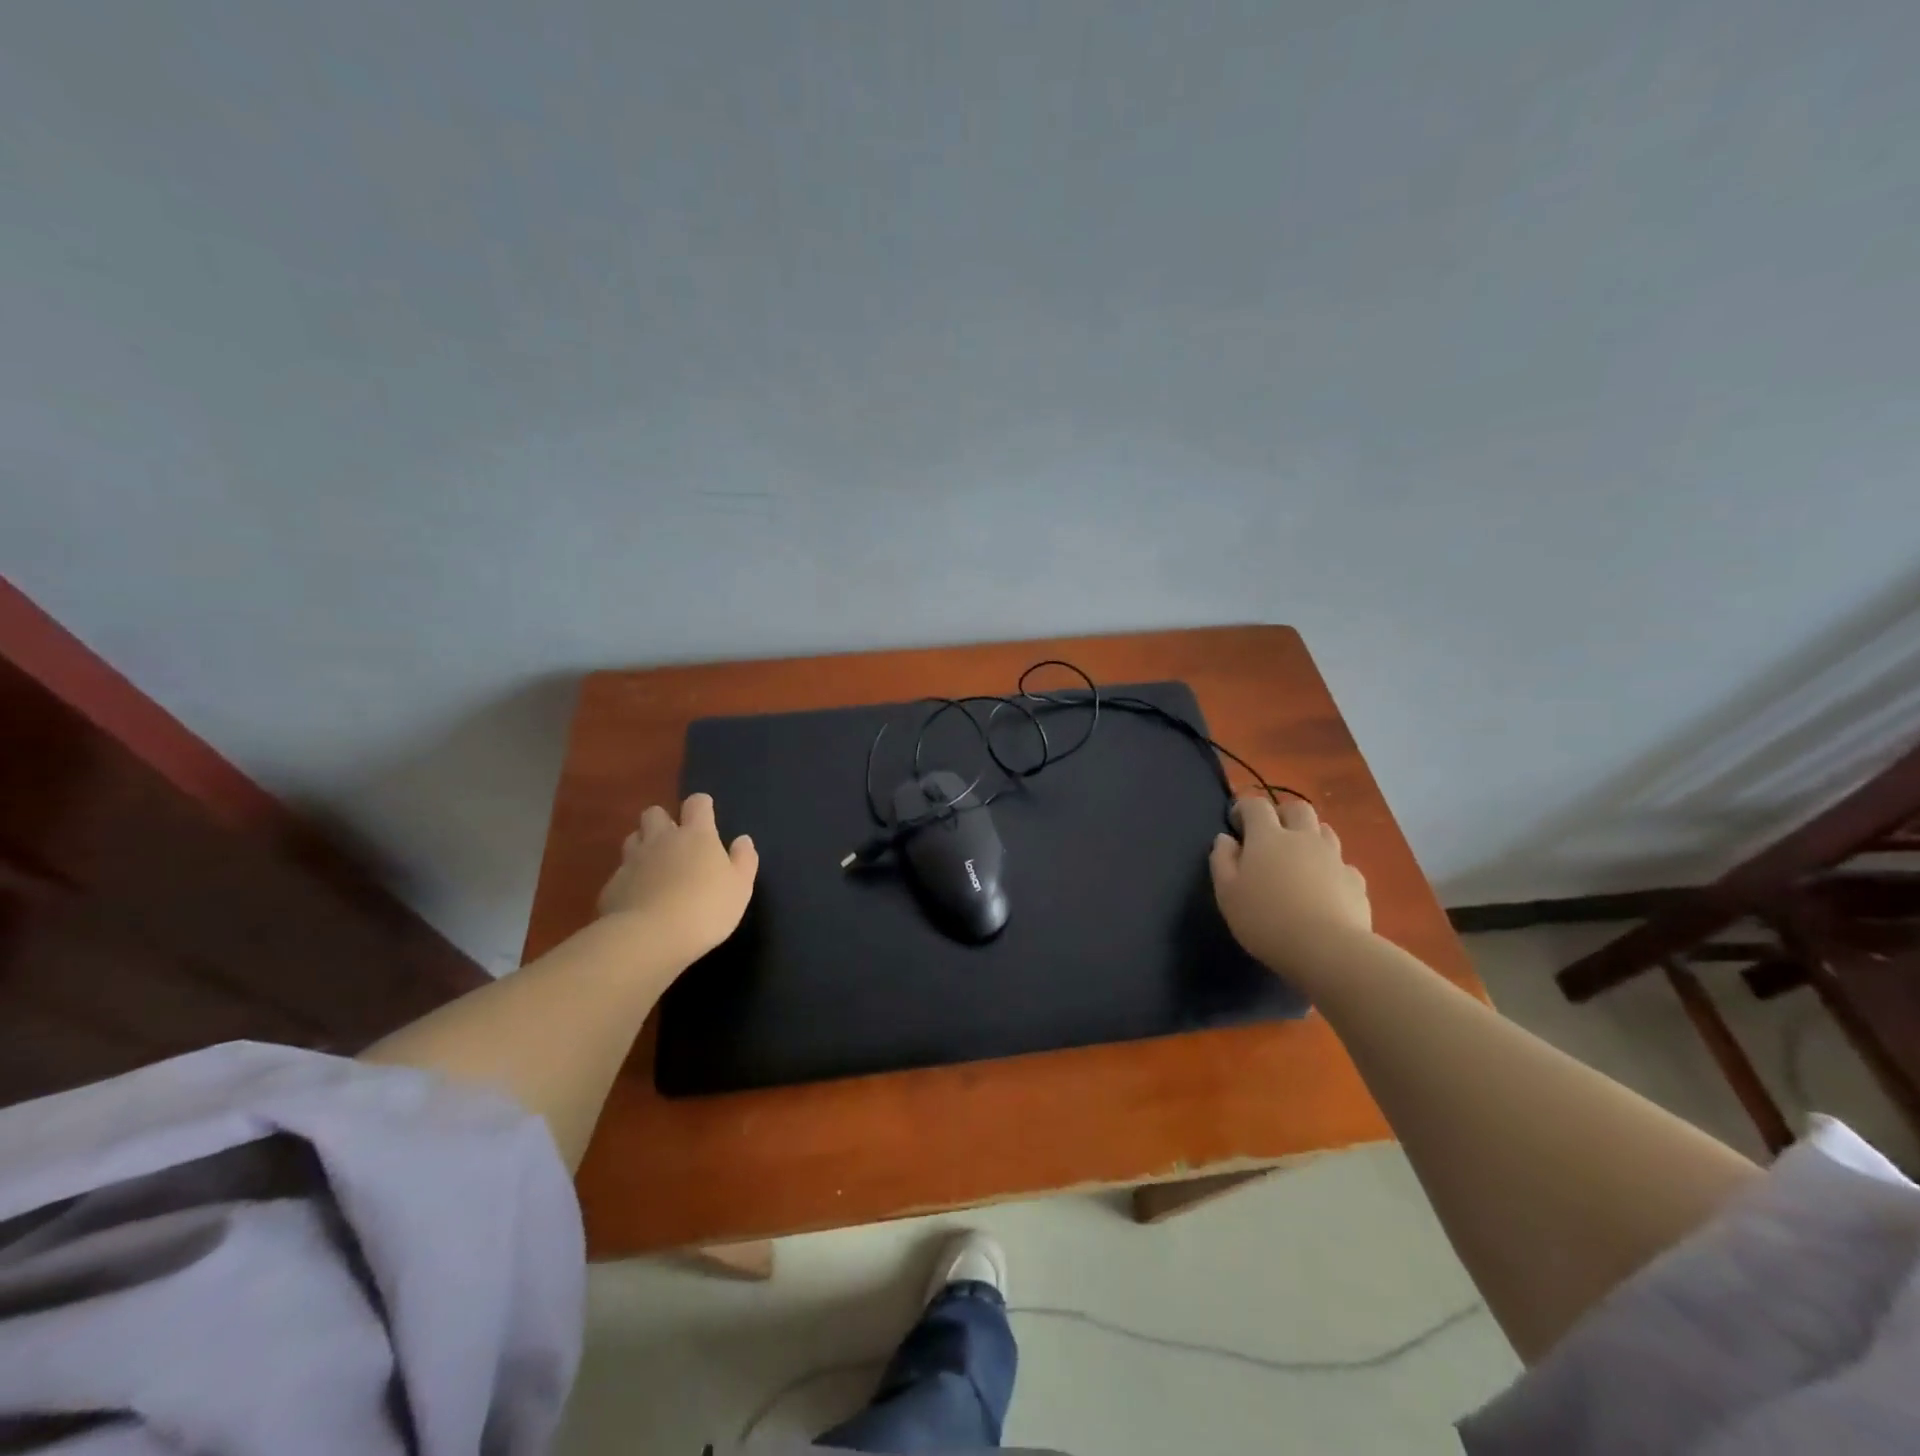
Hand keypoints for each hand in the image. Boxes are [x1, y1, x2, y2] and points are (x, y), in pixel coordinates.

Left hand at [597, 793, 758, 962]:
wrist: (650, 938)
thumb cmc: (706, 908)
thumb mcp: (740, 887)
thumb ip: (744, 859)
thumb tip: (742, 839)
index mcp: (696, 835)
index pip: (697, 803)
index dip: (702, 806)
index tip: (706, 815)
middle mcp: (661, 839)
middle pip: (654, 813)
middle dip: (663, 821)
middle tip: (676, 841)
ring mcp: (632, 861)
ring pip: (633, 838)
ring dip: (643, 845)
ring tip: (655, 866)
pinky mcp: (613, 886)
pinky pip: (621, 872)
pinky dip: (630, 879)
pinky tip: (639, 898)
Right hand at [1209, 794, 1371, 975]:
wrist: (1327, 949)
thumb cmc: (1265, 919)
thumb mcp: (1227, 892)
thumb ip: (1222, 860)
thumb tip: (1225, 839)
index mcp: (1268, 837)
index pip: (1256, 806)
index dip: (1244, 808)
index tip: (1236, 824)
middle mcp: (1303, 838)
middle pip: (1297, 808)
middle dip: (1282, 814)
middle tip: (1270, 835)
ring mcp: (1334, 858)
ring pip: (1325, 831)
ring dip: (1309, 837)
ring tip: (1298, 859)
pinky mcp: (1356, 882)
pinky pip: (1343, 864)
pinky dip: (1331, 868)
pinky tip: (1324, 889)